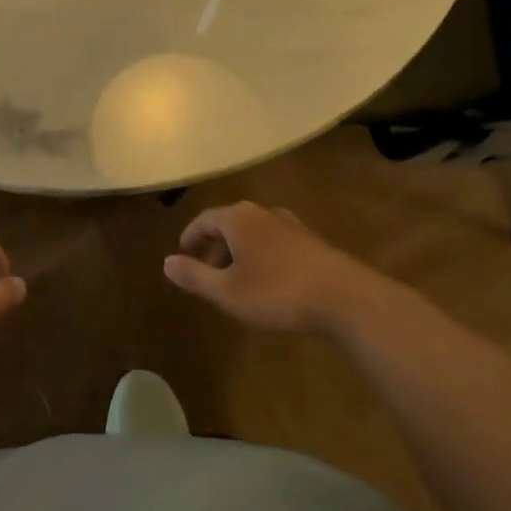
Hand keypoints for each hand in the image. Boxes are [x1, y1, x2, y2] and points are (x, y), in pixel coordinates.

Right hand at [163, 201, 365, 333]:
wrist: (345, 298)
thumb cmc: (276, 292)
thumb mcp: (227, 291)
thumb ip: (195, 276)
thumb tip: (166, 262)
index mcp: (237, 218)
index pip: (204, 219)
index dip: (190, 237)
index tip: (182, 254)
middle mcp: (262, 213)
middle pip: (229, 223)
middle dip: (215, 247)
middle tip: (208, 273)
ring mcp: (290, 225)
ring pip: (254, 233)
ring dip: (240, 253)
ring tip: (238, 280)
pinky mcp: (312, 242)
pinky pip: (275, 243)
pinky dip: (263, 256)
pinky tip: (269, 282)